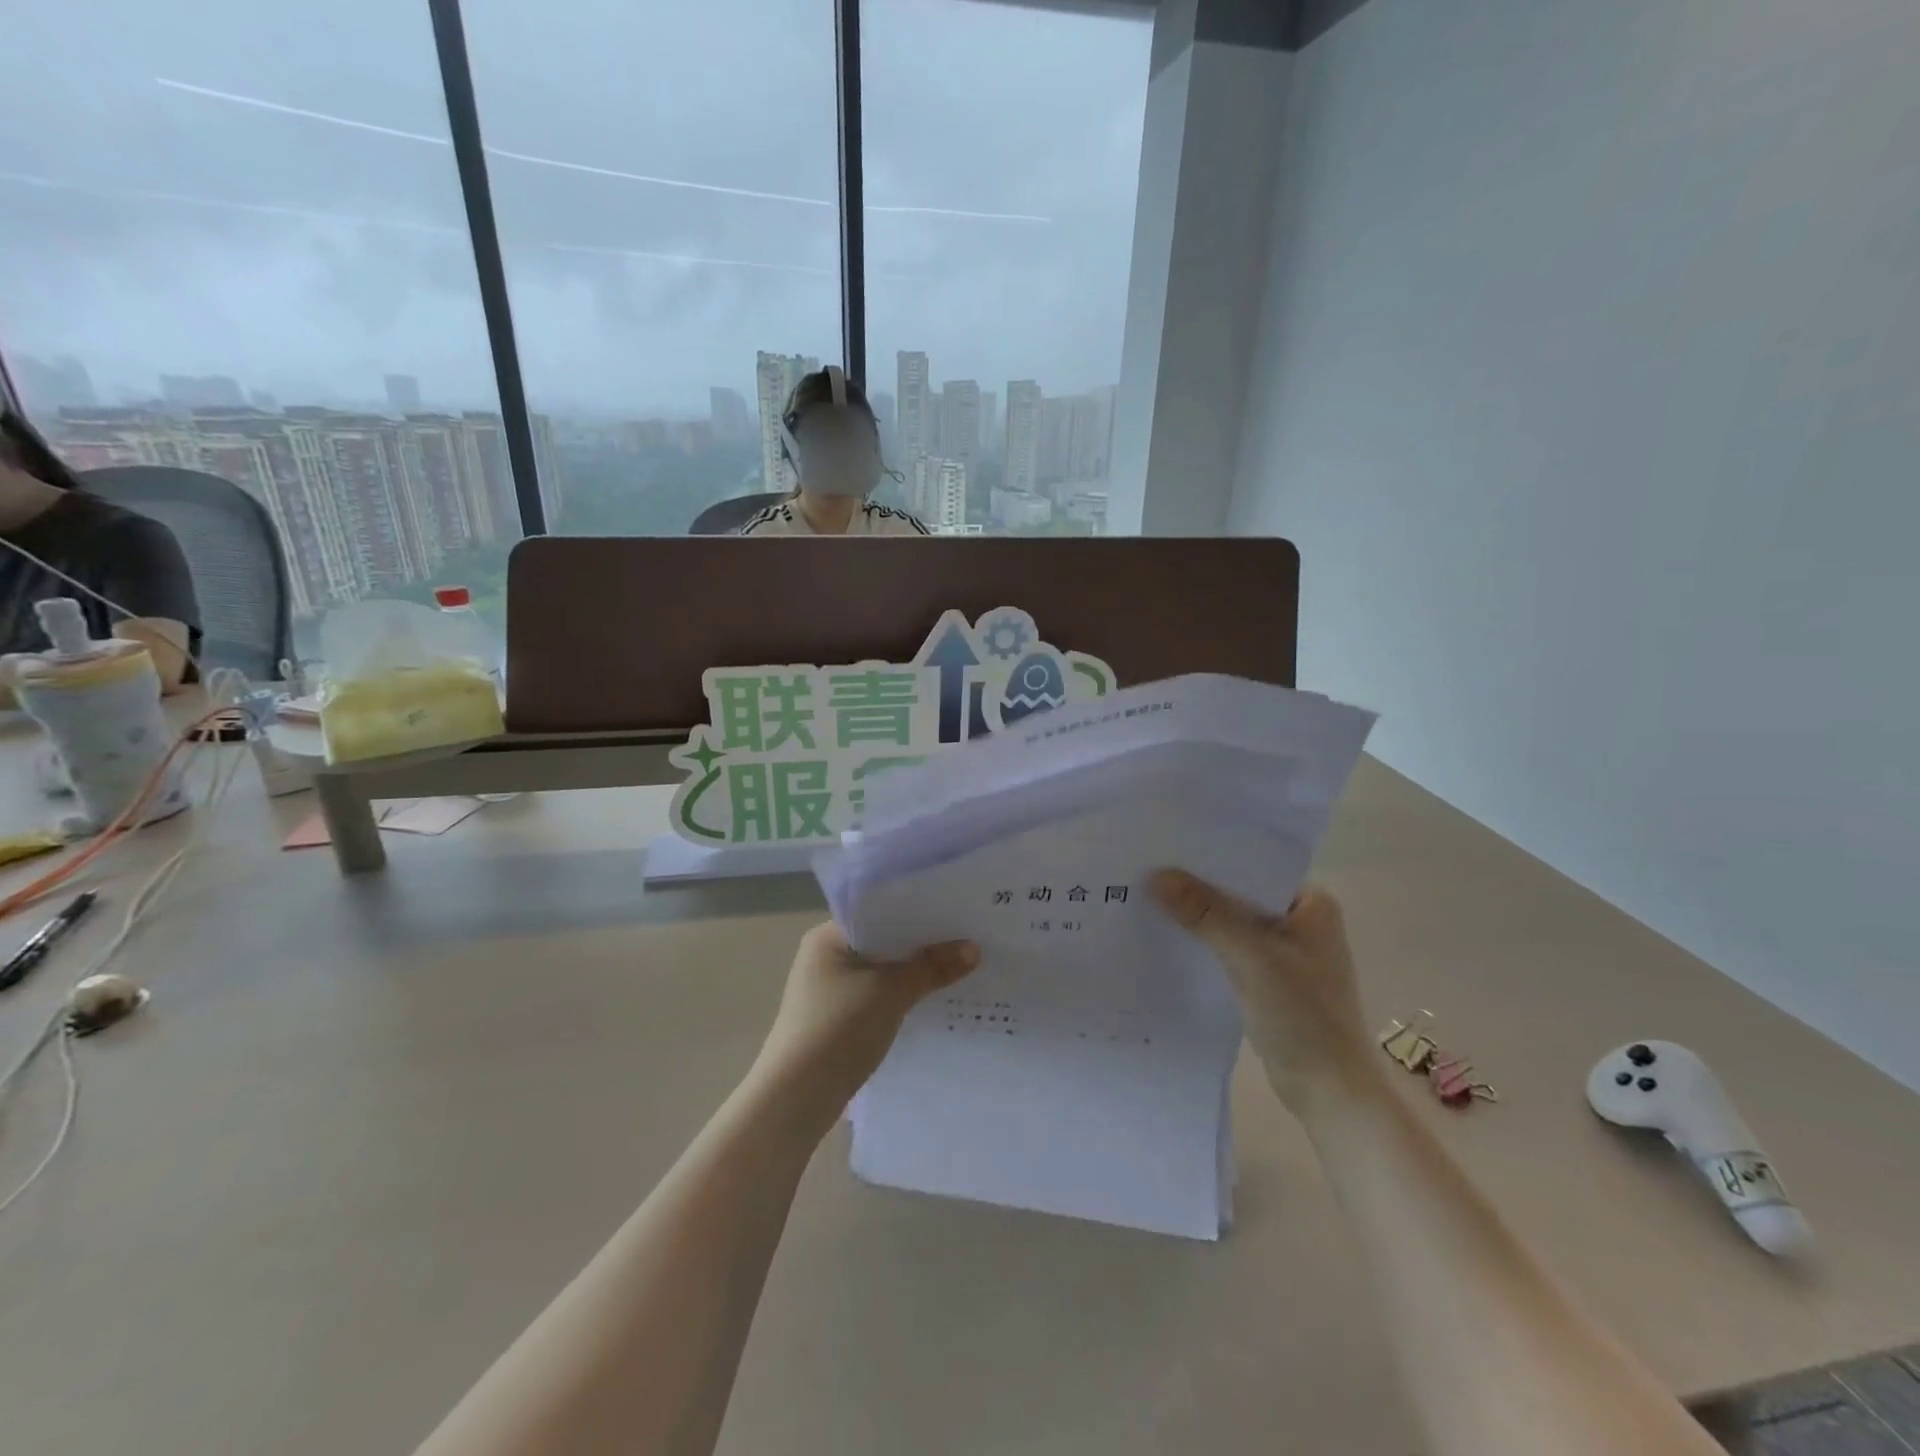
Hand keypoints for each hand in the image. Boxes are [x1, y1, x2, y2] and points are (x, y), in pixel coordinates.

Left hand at [753, 922, 978, 1118]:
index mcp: (828, 936)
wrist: (796, 1098)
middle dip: (922, 944)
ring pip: (883, 970)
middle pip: (884, 941)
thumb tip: (974, 949)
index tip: (957, 911)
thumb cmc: (838, 1029)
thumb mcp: (891, 992)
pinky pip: (878, 995)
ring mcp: (830, 989)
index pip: (880, 912)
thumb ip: (932, 968)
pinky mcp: (837, 1018)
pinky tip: (934, 999)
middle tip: (969, 937)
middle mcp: (825, 956)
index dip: (918, 911)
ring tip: (961, 966)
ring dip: (914, 972)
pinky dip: (902, 995)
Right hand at [1150, 870, 1382, 1116]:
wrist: (1329, 1094)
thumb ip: (1206, 914)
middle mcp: (1300, 921)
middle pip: (1238, 894)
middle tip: (1145, 871)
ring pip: (1230, 922)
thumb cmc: (1303, 1017)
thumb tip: (1156, 875)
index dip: (1209, 859)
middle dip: (1197, 887)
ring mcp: (1284, 952)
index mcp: (1311, 904)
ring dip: (1197, 917)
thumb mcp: (1251, 958)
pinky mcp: (1268, 979)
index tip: (1165, 848)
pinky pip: (1228, 949)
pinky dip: (1203, 944)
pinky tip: (1167, 938)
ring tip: (1146, 899)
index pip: (1252, 867)